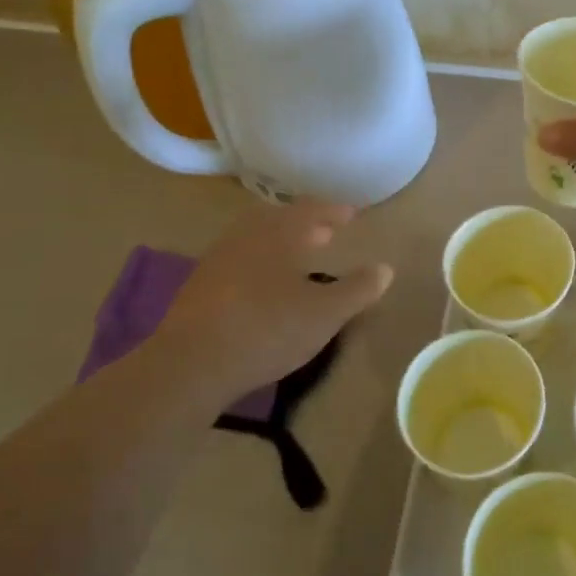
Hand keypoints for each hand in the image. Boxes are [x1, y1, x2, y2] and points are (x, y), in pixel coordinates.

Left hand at [154, 201, 392, 397]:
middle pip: (279, 220)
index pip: (311, 209)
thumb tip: (385, 268)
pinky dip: (259, 264)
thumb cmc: (267, 330)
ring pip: (255, 240)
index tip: (352, 214)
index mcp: (279, 234)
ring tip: (299, 260)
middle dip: (305, 224)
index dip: (334, 210)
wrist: (189, 365)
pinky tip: (265, 288)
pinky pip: (238, 261)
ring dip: (280, 244)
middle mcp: (246, 237)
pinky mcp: (198, 287)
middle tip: (326, 234)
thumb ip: (357, 289)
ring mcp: (218, 260)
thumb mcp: (325, 314)